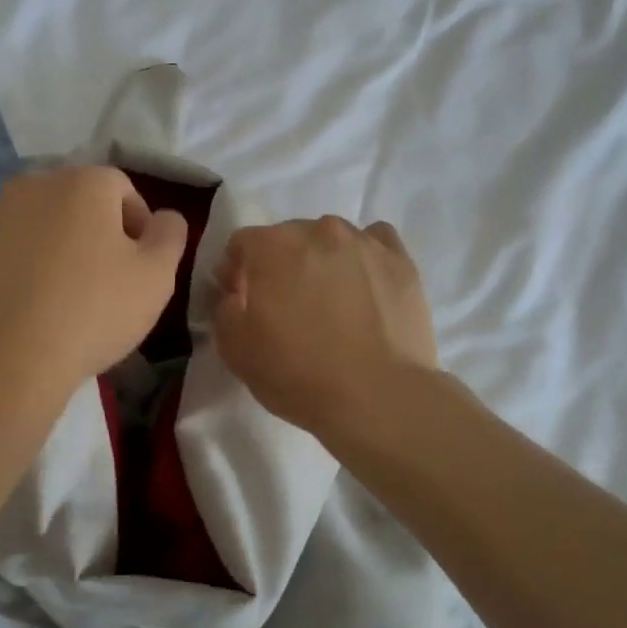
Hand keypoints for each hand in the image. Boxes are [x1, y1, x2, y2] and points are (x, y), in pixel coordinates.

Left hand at [0, 167, 188, 403]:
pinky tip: (27, 307)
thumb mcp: (156, 276)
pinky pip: (6, 251)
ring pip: (40, 225)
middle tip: (105, 283)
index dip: (139, 228)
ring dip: (56, 249)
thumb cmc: (91, 312)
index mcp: (83, 182)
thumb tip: (164, 217)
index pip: (123, 189)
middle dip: (96, 234)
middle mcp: (33, 185)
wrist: (1, 362)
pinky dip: (21, 268)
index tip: (140, 269)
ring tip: (62, 298)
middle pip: (78, 203)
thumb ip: (170, 235)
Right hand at [213, 217, 438, 442]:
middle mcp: (318, 231)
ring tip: (334, 303)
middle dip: (282, 265)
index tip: (243, 302)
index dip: (238, 272)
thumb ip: (225, 309)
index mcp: (271, 246)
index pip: (242, 244)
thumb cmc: (298, 374)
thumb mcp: (236, 350)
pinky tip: (367, 287)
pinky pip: (376, 244)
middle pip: (289, 238)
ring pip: (333, 240)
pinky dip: (366, 259)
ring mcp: (364, 242)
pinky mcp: (401, 260)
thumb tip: (236, 293)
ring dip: (325, 261)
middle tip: (289, 307)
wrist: (378, 396)